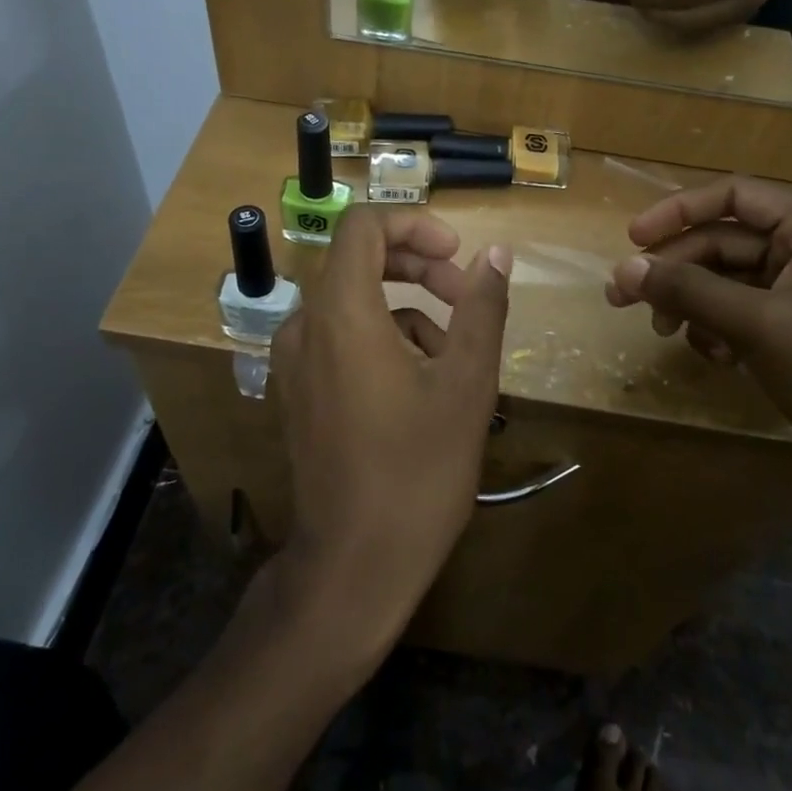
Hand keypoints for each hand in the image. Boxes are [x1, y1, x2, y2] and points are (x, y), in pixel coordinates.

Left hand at [270, 206, 511, 647]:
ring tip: (454, 354)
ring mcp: (295, 361)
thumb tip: (497, 255)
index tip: (457, 256)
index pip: (365, 226)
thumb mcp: (466, 384)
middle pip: (359, 261)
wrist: (354, 566)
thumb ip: (482, 309)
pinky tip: (420, 385)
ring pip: (355, 303)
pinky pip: (341, 339)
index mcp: (342, 313)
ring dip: (408, 309)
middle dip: (418, 266)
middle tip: (465, 296)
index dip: (415, 225)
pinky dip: (383, 340)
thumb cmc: (418, 471)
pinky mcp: (298, 391)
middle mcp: (306, 326)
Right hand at [605, 177, 791, 559]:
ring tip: (668, 334)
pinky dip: (717, 328)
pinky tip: (716, 358)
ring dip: (692, 303)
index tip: (632, 239)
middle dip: (675, 270)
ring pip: (725, 279)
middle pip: (722, 241)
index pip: (734, 196)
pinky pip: (739, 311)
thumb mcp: (760, 324)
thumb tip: (624, 269)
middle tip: (622, 298)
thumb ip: (689, 290)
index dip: (677, 212)